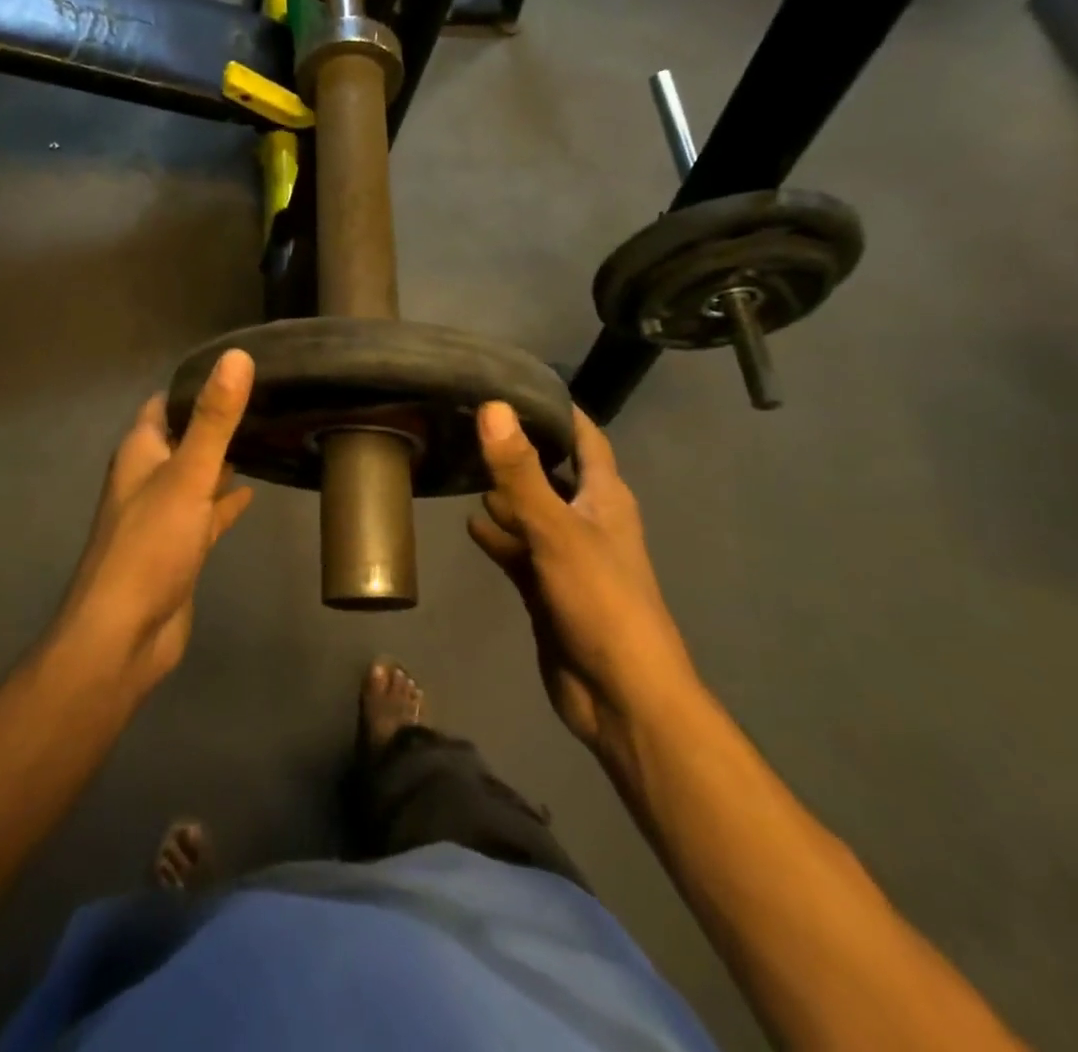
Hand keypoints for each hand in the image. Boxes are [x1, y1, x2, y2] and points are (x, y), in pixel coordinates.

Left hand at [59, 349, 255, 692]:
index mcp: (140, 453)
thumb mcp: (187, 475)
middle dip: (214, 421)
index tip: (238, 368)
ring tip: (267, 438)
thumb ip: (213, 419)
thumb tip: (237, 356)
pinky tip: (253, 494)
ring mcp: (163, 516)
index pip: (163, 404)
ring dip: (222, 461)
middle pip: (182, 438)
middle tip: (264, 400)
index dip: (193, 385)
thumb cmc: (150, 545)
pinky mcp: (179, 549)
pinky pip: (206, 514)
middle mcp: (147, 478)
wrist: (124, 635)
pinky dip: (225, 502)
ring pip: (195, 476)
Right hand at [467, 402, 698, 766]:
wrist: (618, 695)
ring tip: (458, 463)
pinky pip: (517, 550)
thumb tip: (492, 407)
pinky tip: (468, 524)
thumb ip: (520, 471)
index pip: (585, 438)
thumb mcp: (557, 529)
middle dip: (518, 450)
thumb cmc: (600, 601)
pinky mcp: (545, 587)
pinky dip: (496, 537)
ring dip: (503, 494)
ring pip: (530, 511)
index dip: (558, 410)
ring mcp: (565, 555)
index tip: (515, 383)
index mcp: (605, 498)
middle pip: (552, 472)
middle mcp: (587, 519)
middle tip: (468, 421)